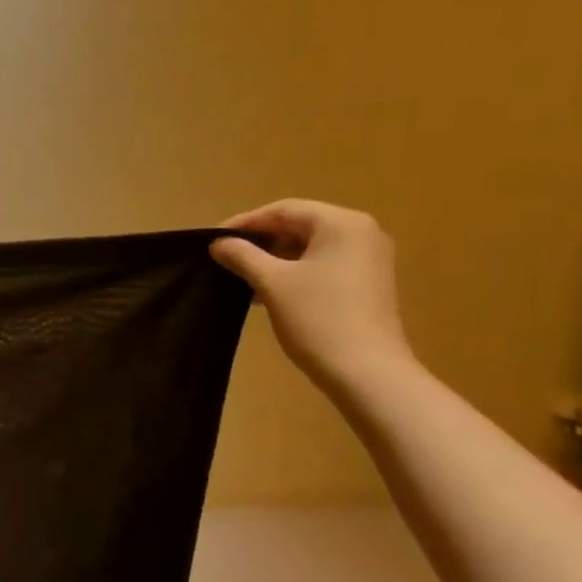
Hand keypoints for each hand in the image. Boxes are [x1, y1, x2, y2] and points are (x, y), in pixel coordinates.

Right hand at [211, 200, 412, 392]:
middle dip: (260, 241)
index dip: (245, 222)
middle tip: (225, 258)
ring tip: (241, 278)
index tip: (213, 239)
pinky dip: (294, 272)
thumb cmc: (318, 318)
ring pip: (310, 247)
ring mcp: (368, 259)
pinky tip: (268, 293)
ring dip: (274, 259)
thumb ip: (243, 256)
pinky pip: (323, 265)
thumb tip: (219, 242)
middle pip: (300, 225)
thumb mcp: (272, 283)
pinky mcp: (367, 283)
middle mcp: (361, 233)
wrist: (366, 372)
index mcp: (342, 224)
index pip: (284, 210)